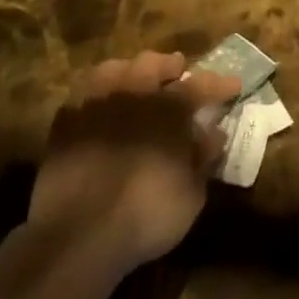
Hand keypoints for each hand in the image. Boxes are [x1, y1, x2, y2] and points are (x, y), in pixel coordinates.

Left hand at [25, 50, 239, 283]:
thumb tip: (213, 134)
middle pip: (152, 64)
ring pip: (113, 71)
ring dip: (129, 72)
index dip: (219, 83)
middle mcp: (133, 94)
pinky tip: (99, 109)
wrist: (77, 235)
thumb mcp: (190, 195)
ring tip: (135, 81)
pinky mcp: (64, 126)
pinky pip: (83, 99)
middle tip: (178, 73)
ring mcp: (95, 105)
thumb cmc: (145, 214)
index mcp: (168, 107)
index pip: (200, 84)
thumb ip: (202, 159)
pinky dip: (96, 99)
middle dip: (168, 66)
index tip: (233, 85)